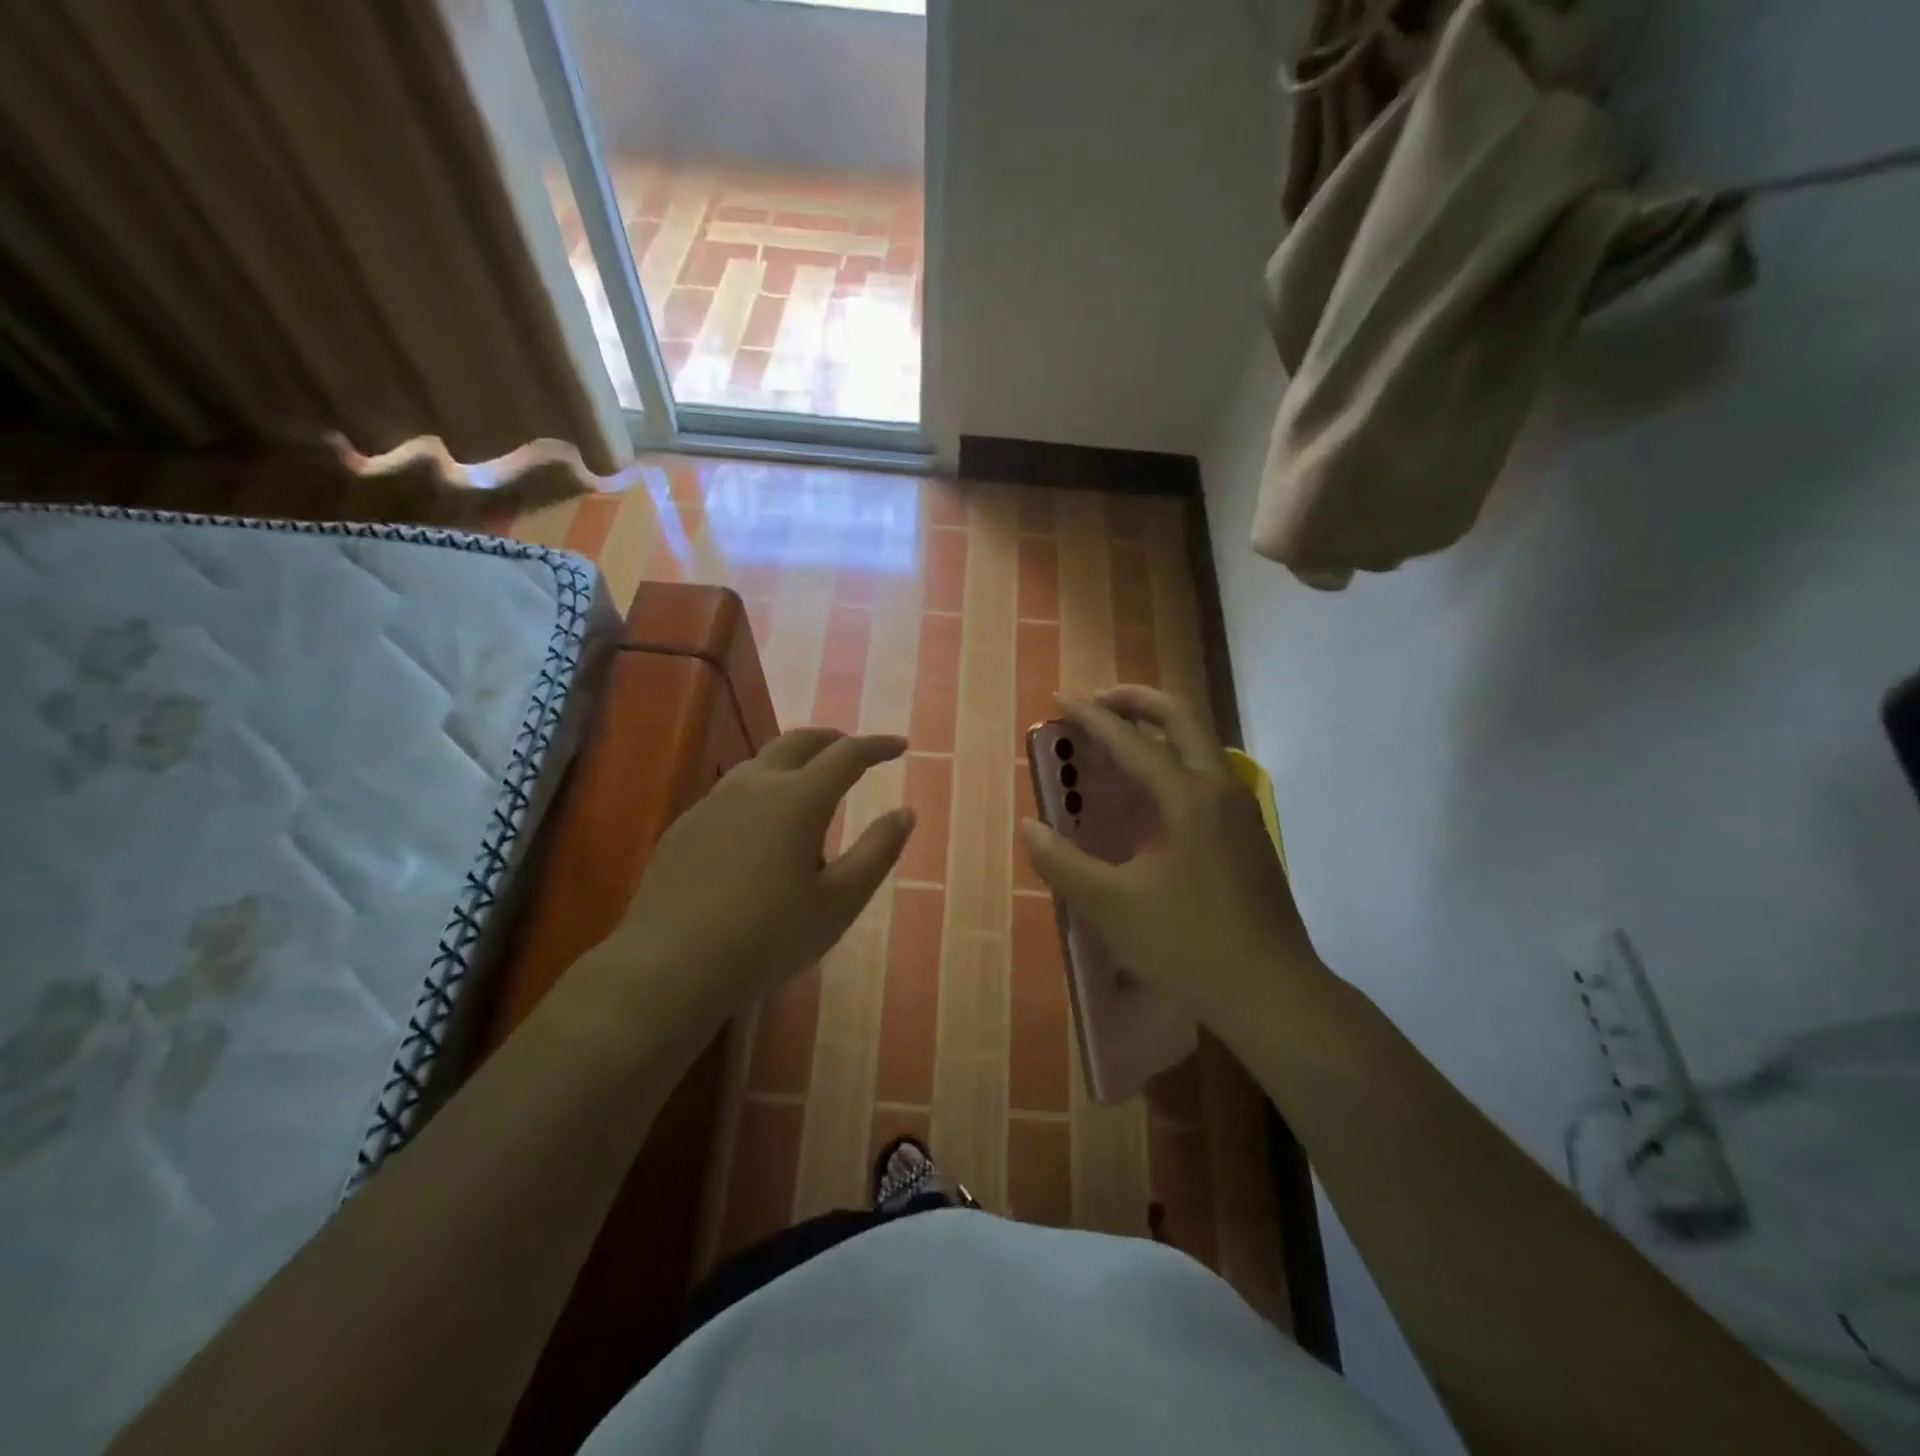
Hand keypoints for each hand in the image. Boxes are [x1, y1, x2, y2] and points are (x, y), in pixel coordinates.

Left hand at [616, 728, 915, 1018]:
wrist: (670, 966)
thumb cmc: (768, 938)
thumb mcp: (839, 902)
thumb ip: (877, 851)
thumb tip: (905, 812)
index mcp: (799, 799)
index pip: (847, 754)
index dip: (878, 746)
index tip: (900, 746)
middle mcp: (755, 785)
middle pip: (799, 742)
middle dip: (833, 740)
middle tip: (855, 751)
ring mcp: (714, 802)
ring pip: (762, 762)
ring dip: (794, 761)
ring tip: (811, 784)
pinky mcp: (686, 825)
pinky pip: (733, 790)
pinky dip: (762, 788)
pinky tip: (761, 825)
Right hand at [1019, 687, 1321, 1025]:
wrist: (1273, 991)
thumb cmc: (1188, 944)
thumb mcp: (1111, 907)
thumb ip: (1063, 864)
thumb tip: (1030, 827)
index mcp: (1188, 798)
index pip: (1133, 740)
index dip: (1092, 717)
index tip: (1060, 698)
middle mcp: (1220, 789)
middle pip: (1181, 718)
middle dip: (1136, 700)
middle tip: (1097, 700)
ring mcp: (1240, 810)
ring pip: (1200, 743)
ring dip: (1159, 727)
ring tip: (1119, 736)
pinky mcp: (1248, 833)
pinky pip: (1206, 771)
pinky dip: (1174, 757)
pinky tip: (1151, 792)